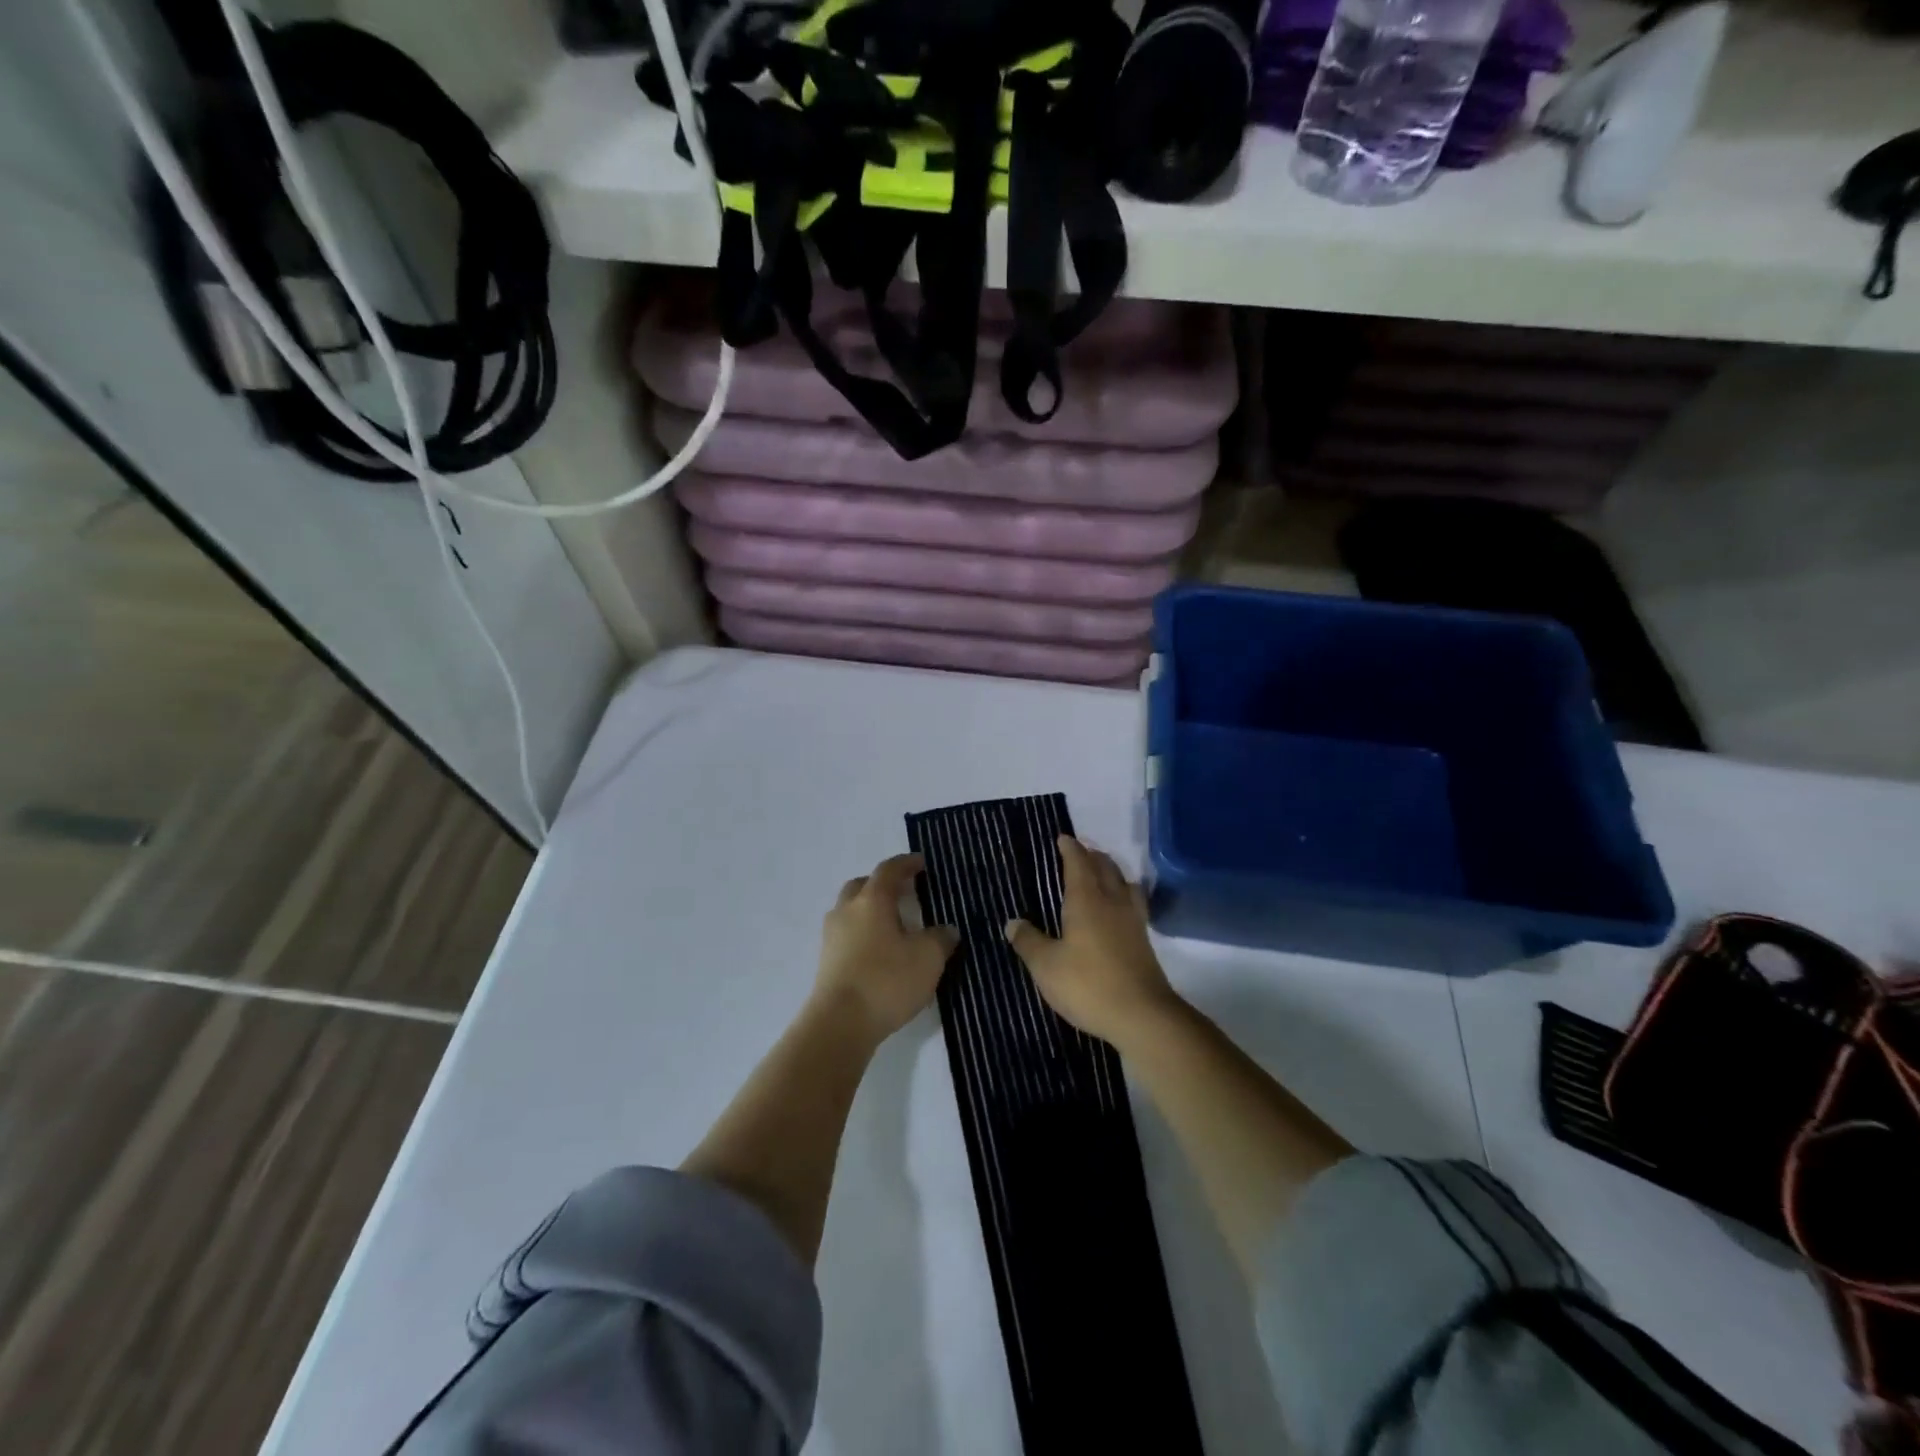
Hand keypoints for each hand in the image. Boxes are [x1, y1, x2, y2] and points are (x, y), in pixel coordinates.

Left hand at [814, 854, 957, 1045]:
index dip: (906, 863)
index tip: (921, 863)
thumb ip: (941, 938)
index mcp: (871, 900)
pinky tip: (880, 952)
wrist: (839, 1024)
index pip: (889, 870)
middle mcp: (847, 910)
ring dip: (871, 910)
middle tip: (905, 892)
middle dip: (883, 885)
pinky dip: (864, 933)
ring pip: (852, 910)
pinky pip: (847, 934)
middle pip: (863, 886)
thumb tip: (946, 929)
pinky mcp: (826, 961)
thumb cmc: (886, 980)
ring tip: (894, 924)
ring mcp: (832, 936)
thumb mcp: (928, 958)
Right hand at [1003, 836, 1180, 1048]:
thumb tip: (1013, 922)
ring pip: (1123, 882)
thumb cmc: (1088, 985)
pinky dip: (1123, 894)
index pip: (1078, 863)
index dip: (1070, 849)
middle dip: (1091, 855)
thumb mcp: (1046, 966)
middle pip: (1105, 867)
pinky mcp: (1143, 940)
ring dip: (1111, 871)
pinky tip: (1117, 908)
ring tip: (1101, 874)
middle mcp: (1112, 901)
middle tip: (1079, 852)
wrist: (1142, 1015)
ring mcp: (1132, 920)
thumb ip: (1028, 942)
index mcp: (1086, 900)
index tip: (1062, 838)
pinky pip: (1133, 902)